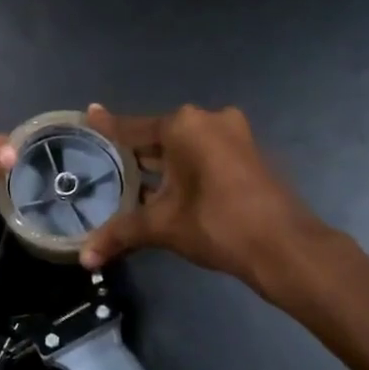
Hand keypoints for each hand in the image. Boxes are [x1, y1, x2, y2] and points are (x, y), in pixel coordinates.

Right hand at [80, 104, 341, 294]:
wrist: (284, 246)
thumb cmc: (216, 224)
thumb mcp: (162, 226)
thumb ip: (120, 234)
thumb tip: (84, 258)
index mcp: (184, 126)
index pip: (133, 128)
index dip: (108, 126)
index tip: (89, 112)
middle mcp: (209, 120)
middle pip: (159, 137)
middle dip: (136, 154)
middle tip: (107, 164)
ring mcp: (234, 135)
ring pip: (185, 148)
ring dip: (162, 166)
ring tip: (132, 182)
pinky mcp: (249, 155)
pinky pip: (205, 156)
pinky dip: (186, 170)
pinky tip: (169, 191)